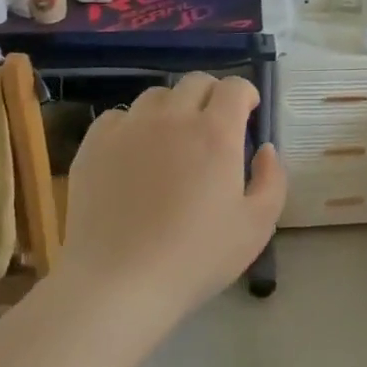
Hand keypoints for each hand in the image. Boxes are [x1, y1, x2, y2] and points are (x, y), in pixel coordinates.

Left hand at [60, 73, 286, 325]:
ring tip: (172, 140)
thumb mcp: (257, 227)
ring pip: (157, 96)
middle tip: (213, 126)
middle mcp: (173, 117)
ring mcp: (130, 127)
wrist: (118, 283)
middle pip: (196, 82)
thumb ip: (272, 180)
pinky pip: (118, 117)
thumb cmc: (195, 258)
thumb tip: (265, 149)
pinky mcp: (95, 144)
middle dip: (212, 96)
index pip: (234, 86)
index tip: (247, 114)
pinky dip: (133, 126)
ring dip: (173, 108)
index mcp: (216, 132)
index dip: (245, 94)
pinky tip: (134, 154)